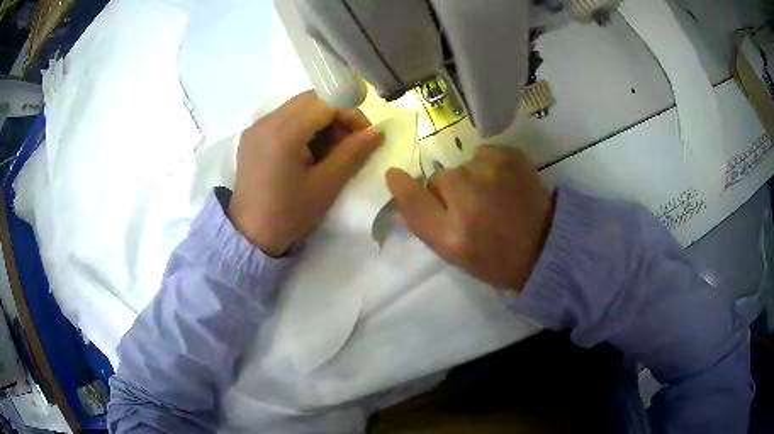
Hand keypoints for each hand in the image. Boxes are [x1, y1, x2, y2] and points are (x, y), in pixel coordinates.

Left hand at [229, 91, 382, 255]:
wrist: (249, 236)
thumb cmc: (288, 215)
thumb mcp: (326, 185)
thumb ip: (353, 153)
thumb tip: (377, 131)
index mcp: (282, 132)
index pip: (326, 101)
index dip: (352, 113)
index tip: (365, 136)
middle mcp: (266, 120)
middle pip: (312, 99)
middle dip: (337, 115)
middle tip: (349, 143)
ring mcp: (256, 127)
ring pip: (299, 106)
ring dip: (321, 120)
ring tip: (330, 150)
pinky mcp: (253, 136)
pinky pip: (285, 118)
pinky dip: (304, 127)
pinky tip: (309, 152)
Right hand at [385, 146, 553, 290]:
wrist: (545, 246)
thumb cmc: (496, 257)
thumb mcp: (452, 251)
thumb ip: (423, 220)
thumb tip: (399, 180)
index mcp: (451, 234)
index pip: (411, 200)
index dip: (402, 186)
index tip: (396, 177)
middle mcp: (466, 199)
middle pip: (439, 178)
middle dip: (448, 190)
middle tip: (471, 208)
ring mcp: (491, 174)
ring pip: (463, 165)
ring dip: (472, 178)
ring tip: (493, 198)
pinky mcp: (511, 158)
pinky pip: (484, 154)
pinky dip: (490, 165)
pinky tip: (505, 184)